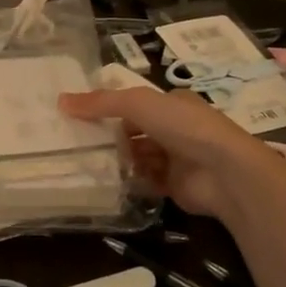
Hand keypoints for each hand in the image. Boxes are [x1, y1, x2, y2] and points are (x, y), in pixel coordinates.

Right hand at [59, 87, 285, 220]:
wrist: (224, 172)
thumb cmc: (184, 127)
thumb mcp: (138, 104)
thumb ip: (100, 103)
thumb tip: (60, 101)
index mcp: (172, 103)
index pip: (135, 103)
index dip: (109, 107)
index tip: (79, 116)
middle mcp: (175, 129)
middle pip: (134, 131)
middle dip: (110, 136)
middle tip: (76, 142)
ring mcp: (176, 158)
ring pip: (138, 156)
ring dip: (118, 159)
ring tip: (87, 162)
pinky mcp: (174, 185)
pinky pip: (145, 181)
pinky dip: (129, 181)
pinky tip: (108, 182)